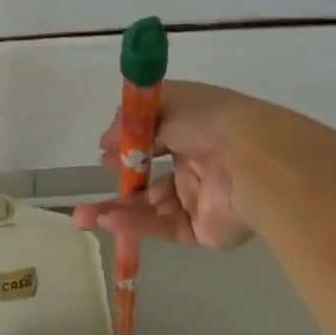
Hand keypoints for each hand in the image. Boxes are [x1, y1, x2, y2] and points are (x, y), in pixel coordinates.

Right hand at [71, 81, 258, 250]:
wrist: (252, 161)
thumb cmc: (210, 121)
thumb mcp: (166, 104)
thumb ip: (131, 123)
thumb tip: (105, 141)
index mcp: (193, 130)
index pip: (155, 139)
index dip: (129, 146)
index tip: (104, 151)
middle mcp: (196, 163)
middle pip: (149, 177)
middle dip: (119, 183)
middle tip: (87, 192)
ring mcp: (199, 198)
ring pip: (151, 206)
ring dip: (118, 209)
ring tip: (83, 216)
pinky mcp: (201, 230)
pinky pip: (163, 226)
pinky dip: (135, 224)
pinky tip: (108, 221)